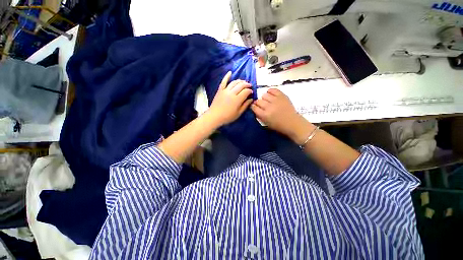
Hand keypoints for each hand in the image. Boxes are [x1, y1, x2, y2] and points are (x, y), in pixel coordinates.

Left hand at [208, 71, 252, 126]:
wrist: (215, 116)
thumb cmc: (227, 117)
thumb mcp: (238, 113)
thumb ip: (245, 105)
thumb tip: (251, 99)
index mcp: (237, 99)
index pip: (246, 91)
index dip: (250, 91)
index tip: (251, 92)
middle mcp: (232, 93)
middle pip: (241, 85)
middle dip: (246, 84)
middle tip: (249, 85)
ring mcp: (225, 90)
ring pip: (234, 82)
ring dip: (240, 81)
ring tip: (243, 82)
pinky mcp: (220, 90)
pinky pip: (223, 81)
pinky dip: (227, 76)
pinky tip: (230, 72)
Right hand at [251, 88, 314, 143]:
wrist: (292, 123)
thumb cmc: (279, 126)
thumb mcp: (266, 123)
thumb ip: (259, 116)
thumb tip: (255, 109)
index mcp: (264, 115)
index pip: (254, 107)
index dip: (253, 107)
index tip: (254, 107)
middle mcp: (269, 107)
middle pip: (258, 101)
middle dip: (257, 103)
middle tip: (261, 105)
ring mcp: (276, 100)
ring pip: (264, 95)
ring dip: (264, 98)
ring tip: (267, 100)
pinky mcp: (282, 96)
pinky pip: (273, 90)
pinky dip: (270, 91)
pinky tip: (270, 94)